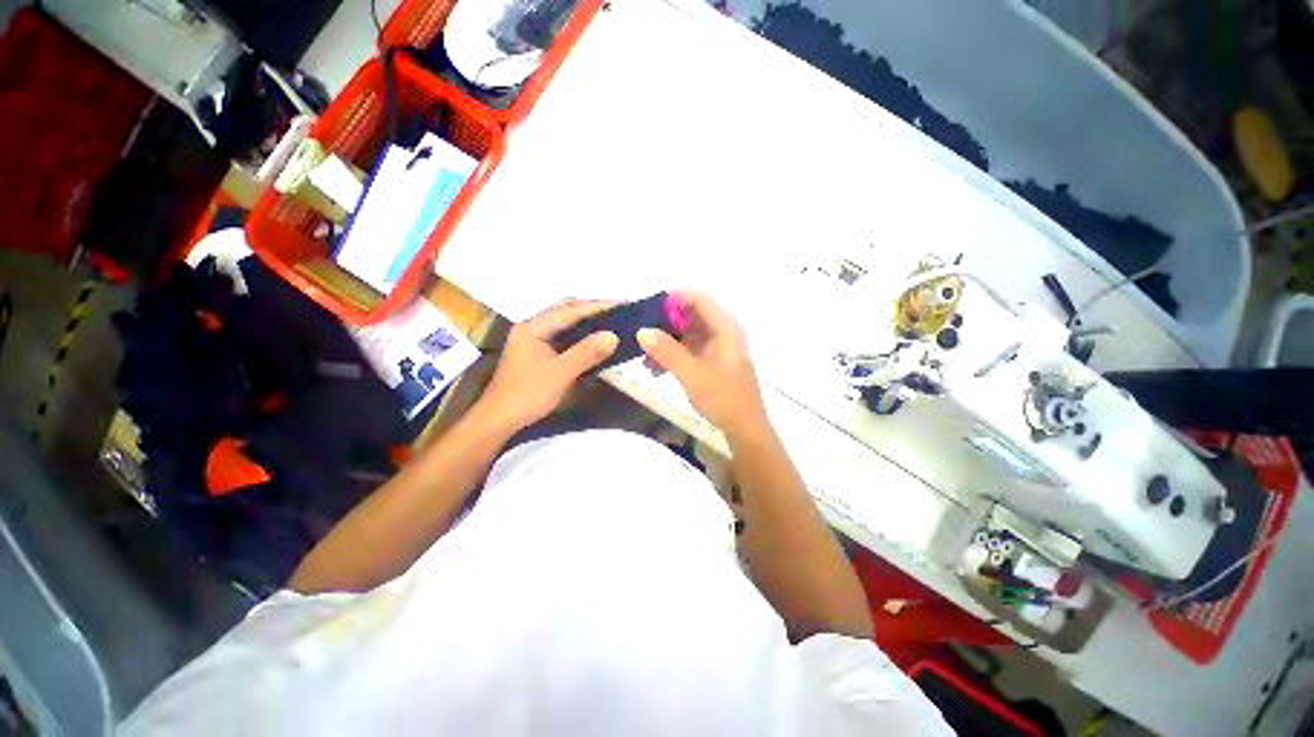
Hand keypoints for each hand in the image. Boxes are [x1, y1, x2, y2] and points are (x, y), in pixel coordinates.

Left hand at [475, 299, 618, 434]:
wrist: (498, 420)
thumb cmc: (527, 395)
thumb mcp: (560, 374)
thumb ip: (586, 353)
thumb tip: (613, 336)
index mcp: (533, 327)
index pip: (571, 310)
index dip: (599, 306)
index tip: (623, 304)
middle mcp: (532, 327)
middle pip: (566, 310)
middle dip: (592, 309)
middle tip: (618, 312)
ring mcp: (533, 340)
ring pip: (565, 323)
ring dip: (586, 321)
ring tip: (611, 322)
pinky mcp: (537, 352)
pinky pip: (563, 336)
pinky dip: (580, 335)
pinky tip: (593, 340)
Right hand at [637, 291, 767, 439]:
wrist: (745, 430)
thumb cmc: (723, 398)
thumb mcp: (692, 374)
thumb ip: (667, 351)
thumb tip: (642, 331)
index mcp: (725, 328)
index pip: (698, 298)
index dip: (673, 299)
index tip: (647, 310)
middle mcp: (722, 333)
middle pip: (690, 315)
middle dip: (665, 323)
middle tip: (640, 334)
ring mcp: (717, 348)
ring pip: (687, 334)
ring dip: (666, 342)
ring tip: (644, 357)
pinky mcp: (712, 363)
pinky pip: (689, 350)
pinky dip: (673, 355)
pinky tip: (655, 368)